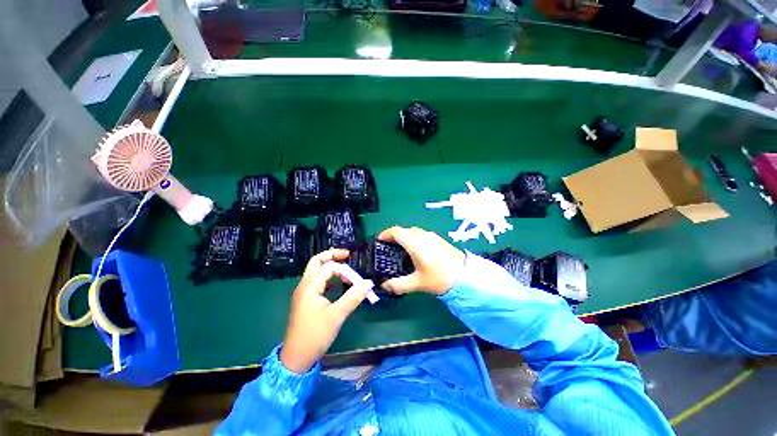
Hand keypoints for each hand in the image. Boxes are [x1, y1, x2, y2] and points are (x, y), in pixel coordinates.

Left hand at [280, 249, 370, 372]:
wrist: (296, 358)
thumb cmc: (315, 336)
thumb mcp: (336, 316)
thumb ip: (353, 297)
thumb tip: (368, 283)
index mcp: (310, 287)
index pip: (330, 268)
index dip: (346, 271)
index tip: (357, 282)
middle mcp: (304, 286)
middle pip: (316, 262)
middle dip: (332, 255)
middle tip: (347, 255)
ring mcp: (303, 292)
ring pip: (316, 271)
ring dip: (330, 266)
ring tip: (345, 269)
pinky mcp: (306, 299)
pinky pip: (317, 281)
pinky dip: (328, 278)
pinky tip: (338, 284)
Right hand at [377, 226, 464, 295]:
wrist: (466, 276)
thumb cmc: (439, 278)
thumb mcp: (417, 283)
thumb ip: (398, 285)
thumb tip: (385, 286)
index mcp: (415, 242)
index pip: (396, 231)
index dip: (385, 234)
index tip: (379, 241)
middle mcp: (422, 235)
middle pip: (404, 230)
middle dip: (394, 237)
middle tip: (388, 249)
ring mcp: (432, 236)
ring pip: (413, 232)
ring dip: (404, 238)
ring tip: (401, 252)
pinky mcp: (439, 239)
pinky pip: (421, 235)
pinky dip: (414, 240)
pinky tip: (416, 253)